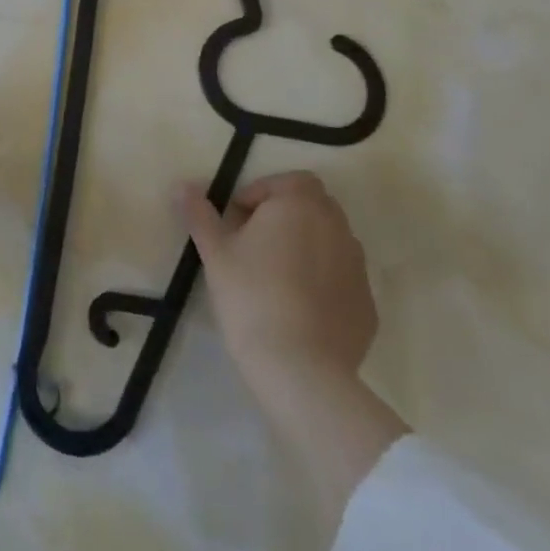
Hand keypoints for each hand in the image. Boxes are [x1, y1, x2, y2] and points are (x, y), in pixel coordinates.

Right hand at [180, 170, 378, 386]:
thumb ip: (199, 214)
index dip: (259, 194)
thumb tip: (182, 186)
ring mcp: (357, 267)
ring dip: (307, 245)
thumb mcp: (215, 253)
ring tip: (277, 275)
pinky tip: (300, 307)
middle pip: (313, 205)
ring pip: (331, 240)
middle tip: (255, 243)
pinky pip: (342, 278)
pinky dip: (324, 280)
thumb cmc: (251, 297)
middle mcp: (336, 226)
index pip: (286, 181)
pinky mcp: (367, 304)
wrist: (301, 369)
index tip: (237, 221)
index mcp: (299, 205)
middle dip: (286, 215)